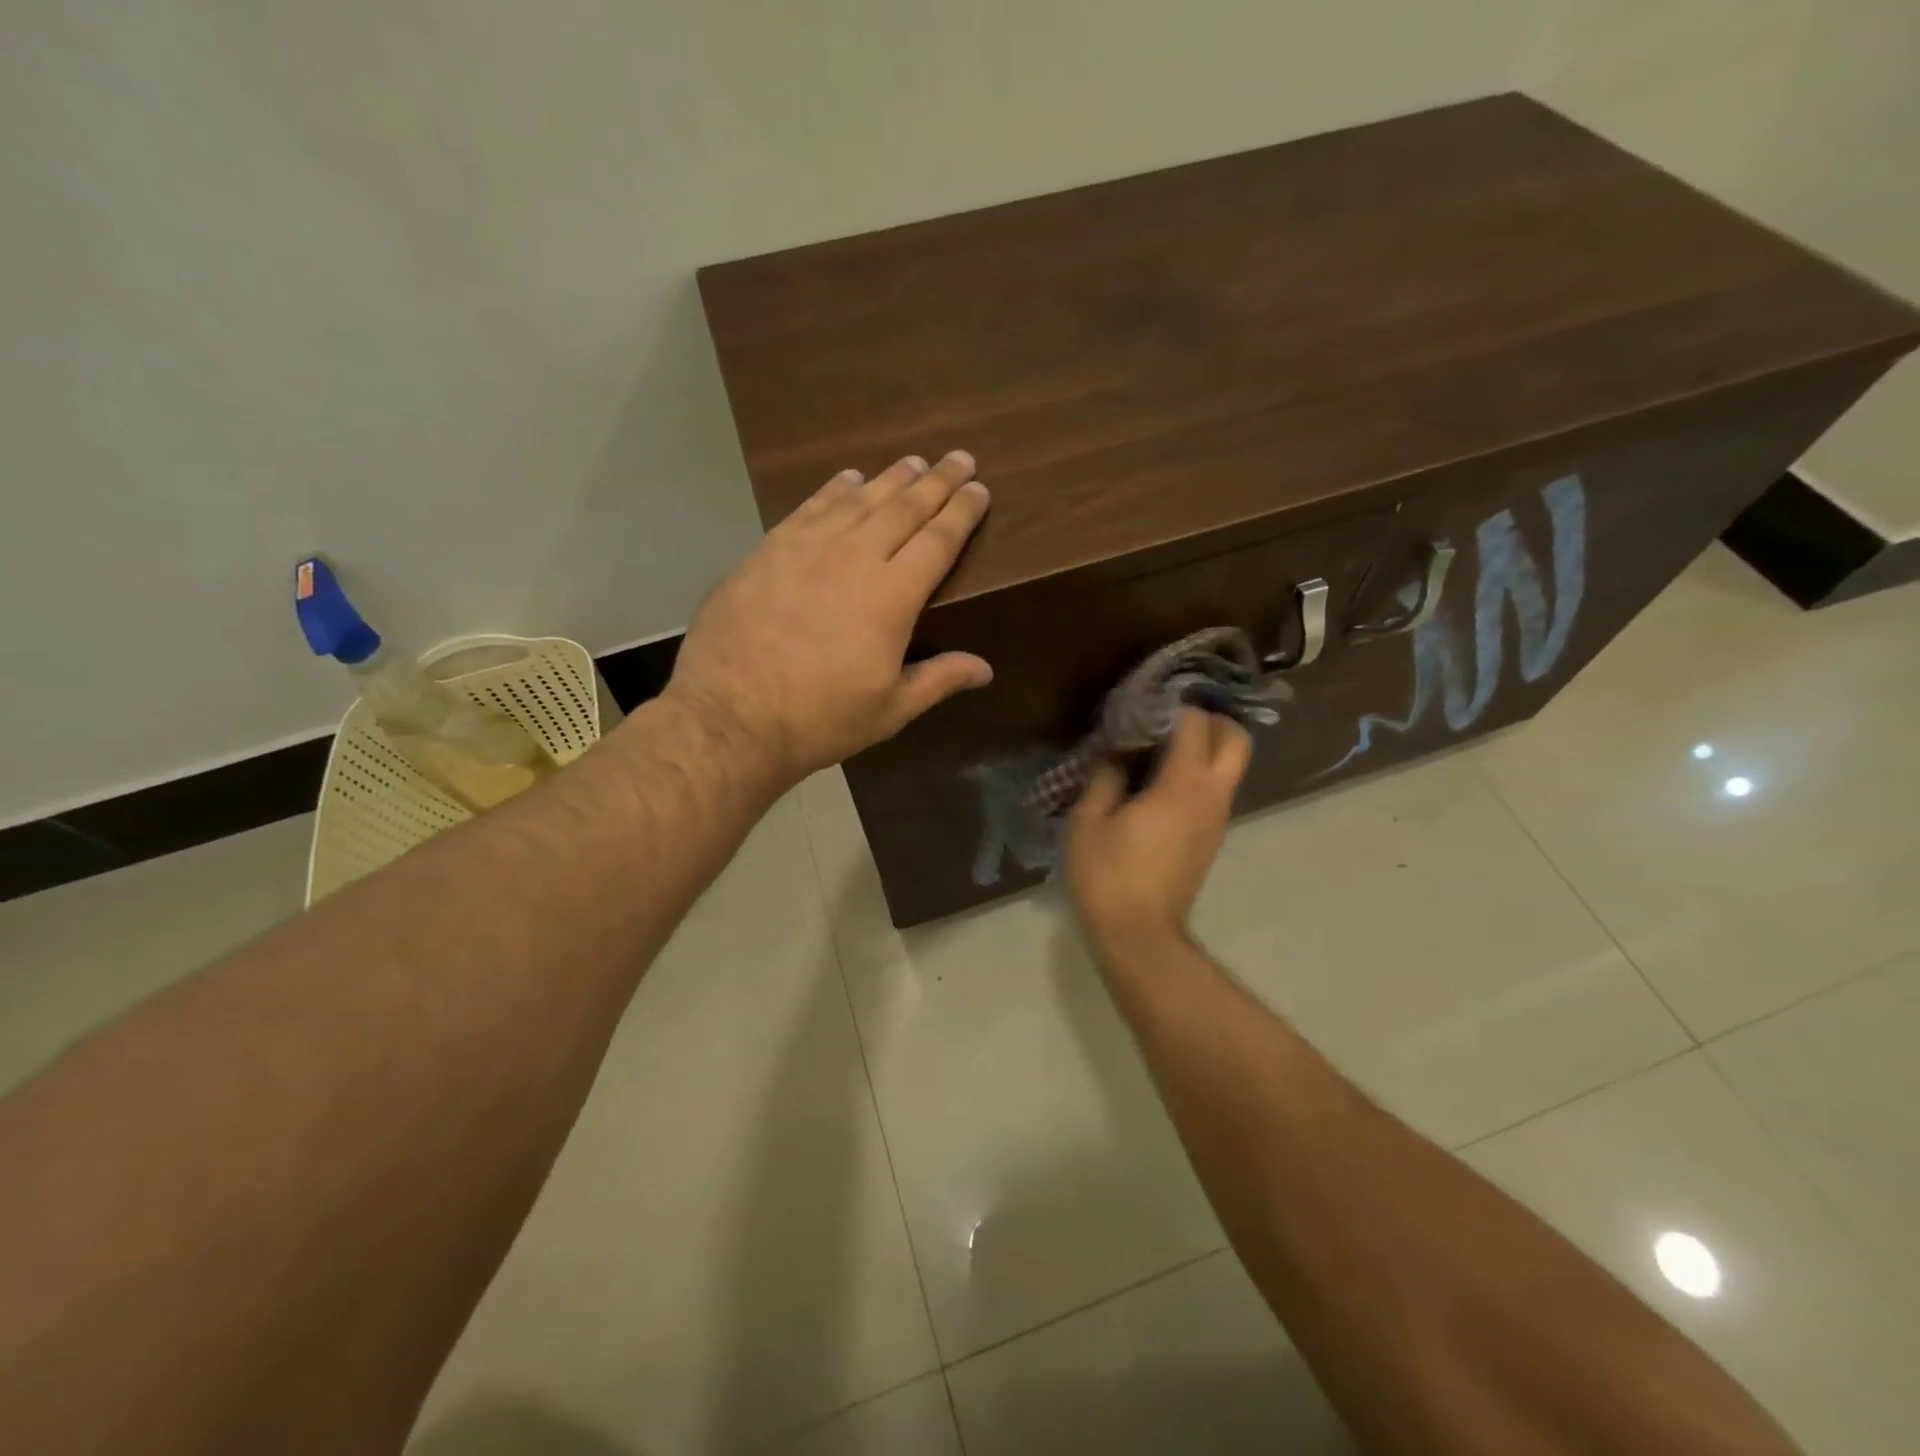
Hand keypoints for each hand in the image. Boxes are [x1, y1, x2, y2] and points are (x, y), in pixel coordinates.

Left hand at [666, 451, 992, 786]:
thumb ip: (939, 680)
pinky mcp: (768, 550)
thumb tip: (985, 668)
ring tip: (914, 462)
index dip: (962, 512)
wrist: (730, 717)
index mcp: (893, 596)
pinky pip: (810, 507)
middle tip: (959, 458)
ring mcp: (806, 548)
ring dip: (891, 478)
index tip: (980, 489)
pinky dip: (834, 489)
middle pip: (904, 508)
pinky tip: (848, 478)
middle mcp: (854, 557)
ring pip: (859, 500)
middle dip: (936, 481)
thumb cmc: (819, 719)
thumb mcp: (890, 710)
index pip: (938, 540)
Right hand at [1064, 707, 1251, 955]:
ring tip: (1159, 746)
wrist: (1138, 935)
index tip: (1145, 703)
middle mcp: (1211, 796)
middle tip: (1170, 718)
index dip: (1172, 706)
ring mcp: (1217, 819)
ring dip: (1206, 747)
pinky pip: (1216, 790)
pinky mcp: (1212, 838)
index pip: (1195, 724)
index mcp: (1182, 785)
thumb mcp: (1088, 821)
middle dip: (1210, 720)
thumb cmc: (1108, 875)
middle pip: (1236, 740)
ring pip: (1230, 766)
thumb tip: (1114, 758)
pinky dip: (1199, 773)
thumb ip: (1103, 779)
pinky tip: (1159, 782)